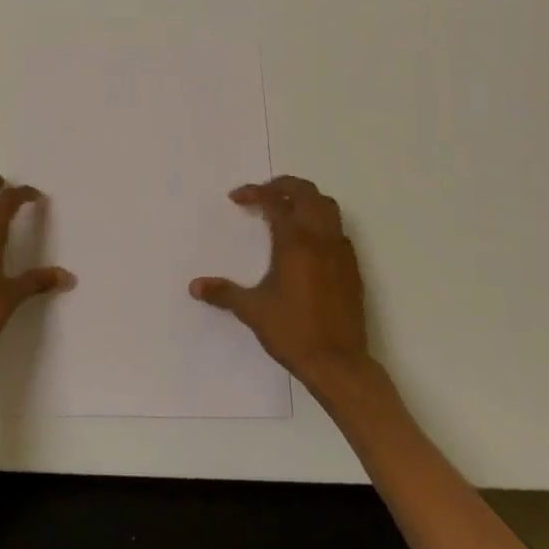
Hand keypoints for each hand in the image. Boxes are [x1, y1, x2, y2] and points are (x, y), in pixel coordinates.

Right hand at [190, 175, 374, 394]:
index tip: (236, 198)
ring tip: (286, 210)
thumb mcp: (252, 310)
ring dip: (306, 199)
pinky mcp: (353, 267)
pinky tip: (307, 242)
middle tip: (262, 194)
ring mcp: (340, 251)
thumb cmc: (292, 331)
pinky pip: (338, 229)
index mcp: (294, 241)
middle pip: (306, 192)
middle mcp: (319, 238)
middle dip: (283, 186)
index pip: (274, 201)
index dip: (254, 193)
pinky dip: (321, 222)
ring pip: (327, 206)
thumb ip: (223, 293)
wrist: (339, 363)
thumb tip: (195, 286)